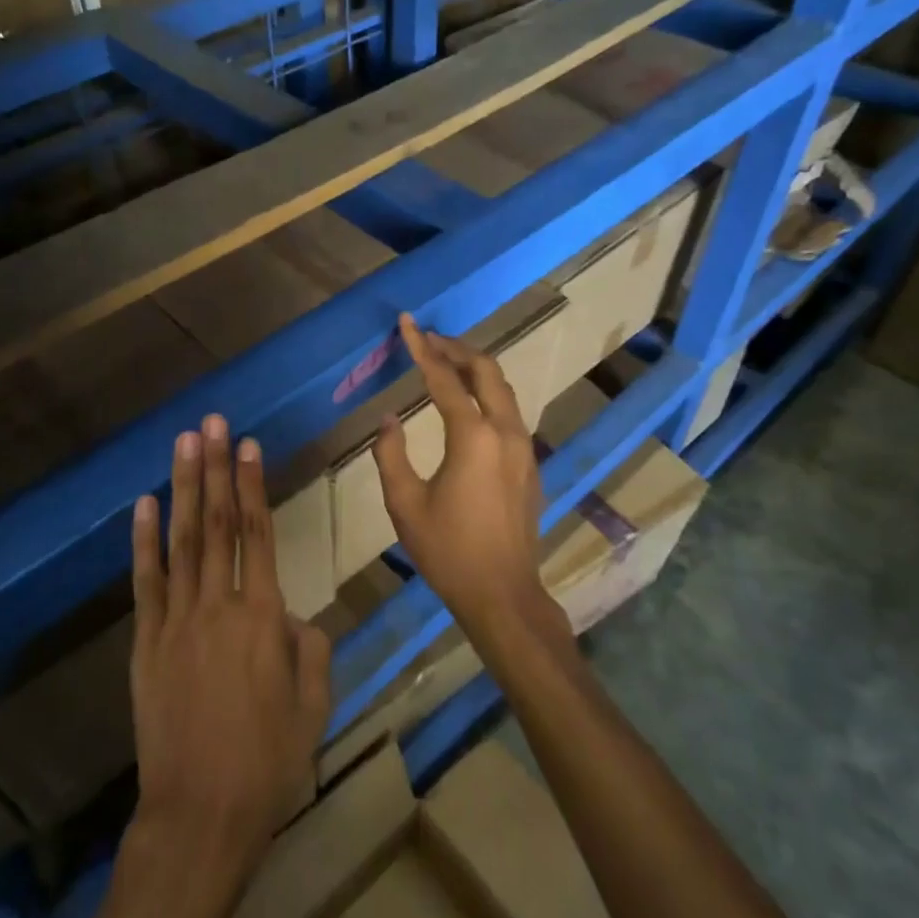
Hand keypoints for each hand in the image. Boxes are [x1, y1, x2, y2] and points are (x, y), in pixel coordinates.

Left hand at [128, 414, 330, 887]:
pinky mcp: (146, 642)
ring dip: (183, 488)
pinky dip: (143, 541)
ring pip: (182, 541)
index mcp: (263, 618)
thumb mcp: (313, 706)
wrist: (201, 814)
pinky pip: (145, 581)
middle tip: (213, 423)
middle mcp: (219, 605)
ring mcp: (177, 621)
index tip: (248, 445)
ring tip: (184, 443)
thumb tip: (293, 618)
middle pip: (217, 524)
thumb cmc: (268, 763)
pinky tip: (143, 504)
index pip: (259, 534)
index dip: (252, 485)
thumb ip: (309, 650)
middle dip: (215, 468)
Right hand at [373, 314, 548, 632]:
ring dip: (475, 368)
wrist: (502, 594)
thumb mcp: (404, 503)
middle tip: (428, 338)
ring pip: (503, 389)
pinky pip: (509, 411)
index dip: (422, 348)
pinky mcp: (530, 464)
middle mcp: (505, 432)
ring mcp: (524, 447)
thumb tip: (389, 419)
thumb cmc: (447, 550)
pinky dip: (487, 393)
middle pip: (486, 371)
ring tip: (446, 361)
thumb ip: (390, 454)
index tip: (407, 323)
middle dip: (456, 348)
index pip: (444, 378)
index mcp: (473, 437)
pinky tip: (468, 402)